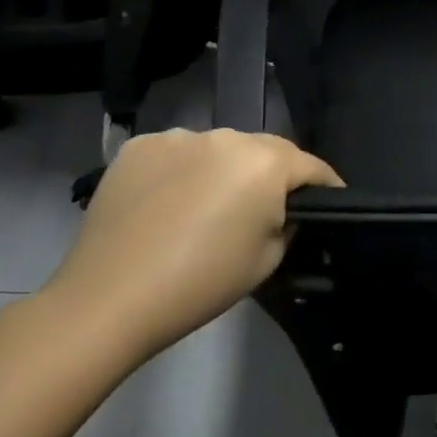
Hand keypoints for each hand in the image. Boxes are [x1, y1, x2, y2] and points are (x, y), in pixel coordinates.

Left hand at [41, 129, 341, 361]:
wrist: (107, 301)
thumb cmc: (201, 283)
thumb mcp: (268, 260)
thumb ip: (287, 224)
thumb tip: (283, 212)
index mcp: (267, 161)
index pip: (313, 166)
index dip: (326, 187)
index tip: (328, 205)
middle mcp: (229, 135)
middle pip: (266, 150)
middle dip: (272, 175)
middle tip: (263, 210)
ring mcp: (180, 137)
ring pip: (220, 149)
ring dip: (224, 170)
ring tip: (208, 206)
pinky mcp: (139, 147)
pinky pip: (178, 153)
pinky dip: (182, 170)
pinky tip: (168, 202)